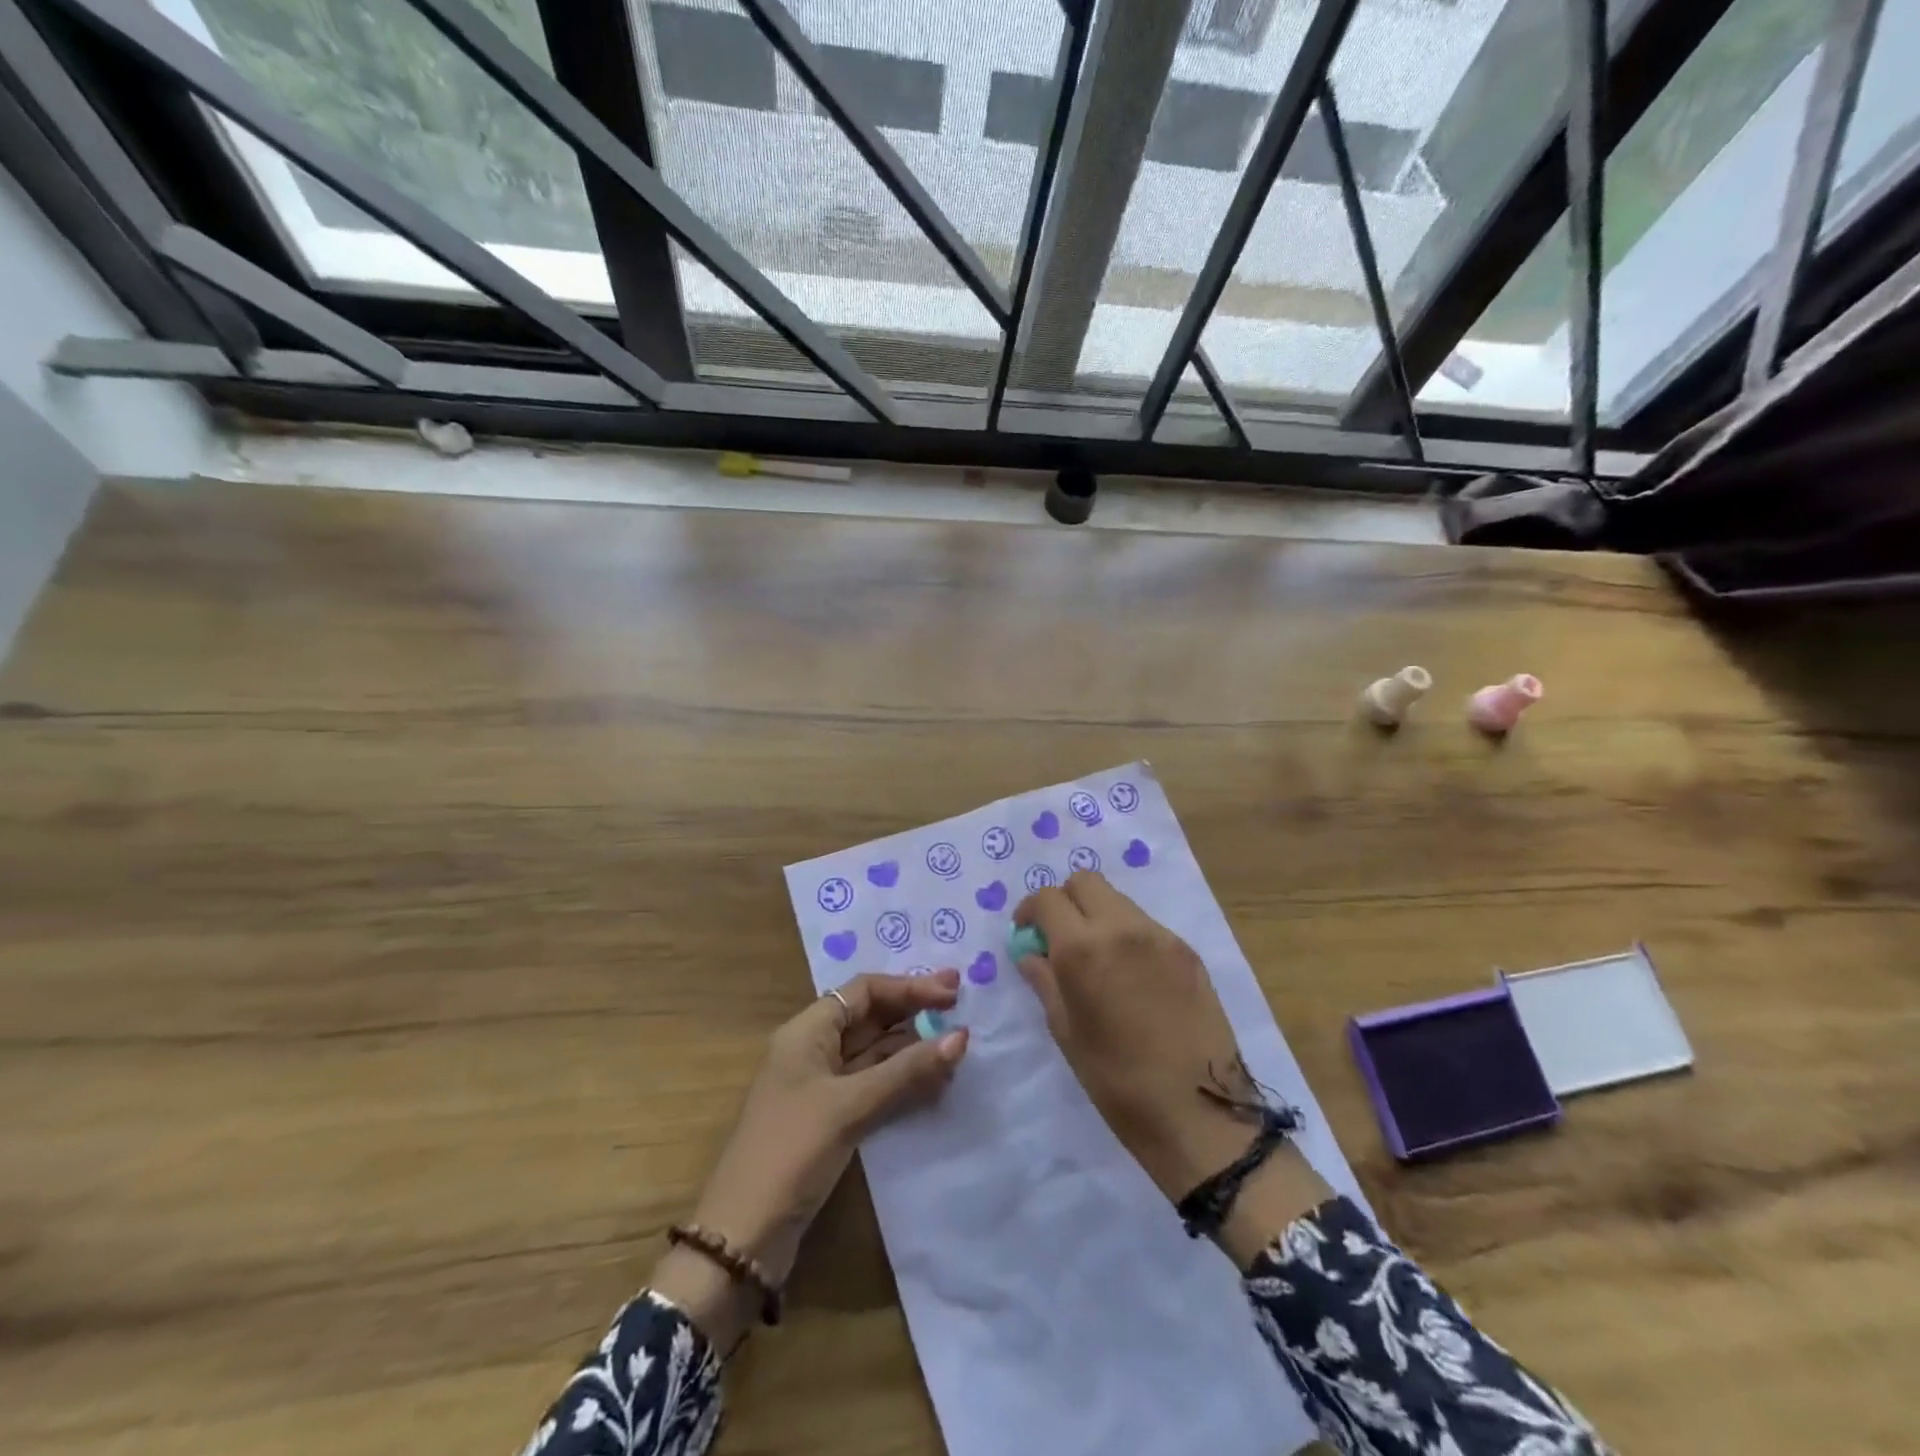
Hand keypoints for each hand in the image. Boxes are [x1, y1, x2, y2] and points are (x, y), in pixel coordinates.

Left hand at [653, 970, 968, 1345]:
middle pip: (871, 1017)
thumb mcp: (850, 1105)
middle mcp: (814, 1049)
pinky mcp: (831, 1118)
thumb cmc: (792, 1151)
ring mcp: (822, 1085)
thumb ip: (907, 1070)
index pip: (864, 991)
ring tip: (957, 1043)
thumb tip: (961, 1036)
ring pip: (875, 1052)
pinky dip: (903, 1079)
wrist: (743, 1235)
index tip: (952, 990)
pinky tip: (934, 1080)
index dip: (909, 987)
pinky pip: (874, 1084)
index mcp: (808, 1031)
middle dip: (914, 1010)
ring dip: (913, 1046)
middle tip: (962, 1004)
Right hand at [1014, 873, 1328, 1264]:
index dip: (1030, 911)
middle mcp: (1123, 928)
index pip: (1047, 898)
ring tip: (1097, 958)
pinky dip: (1127, 934)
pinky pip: (1146, 925)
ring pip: (1118, 900)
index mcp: (1084, 949)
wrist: (1200, 1113)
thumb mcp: (1067, 1032)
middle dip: (1064, 900)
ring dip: (1097, 915)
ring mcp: (1161, 936)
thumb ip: (1045, 982)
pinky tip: (1130, 975)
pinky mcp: (1188, 951)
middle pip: (1085, 881)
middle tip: (1059, 937)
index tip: (1027, 933)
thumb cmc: (1118, 1082)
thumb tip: (1031, 954)